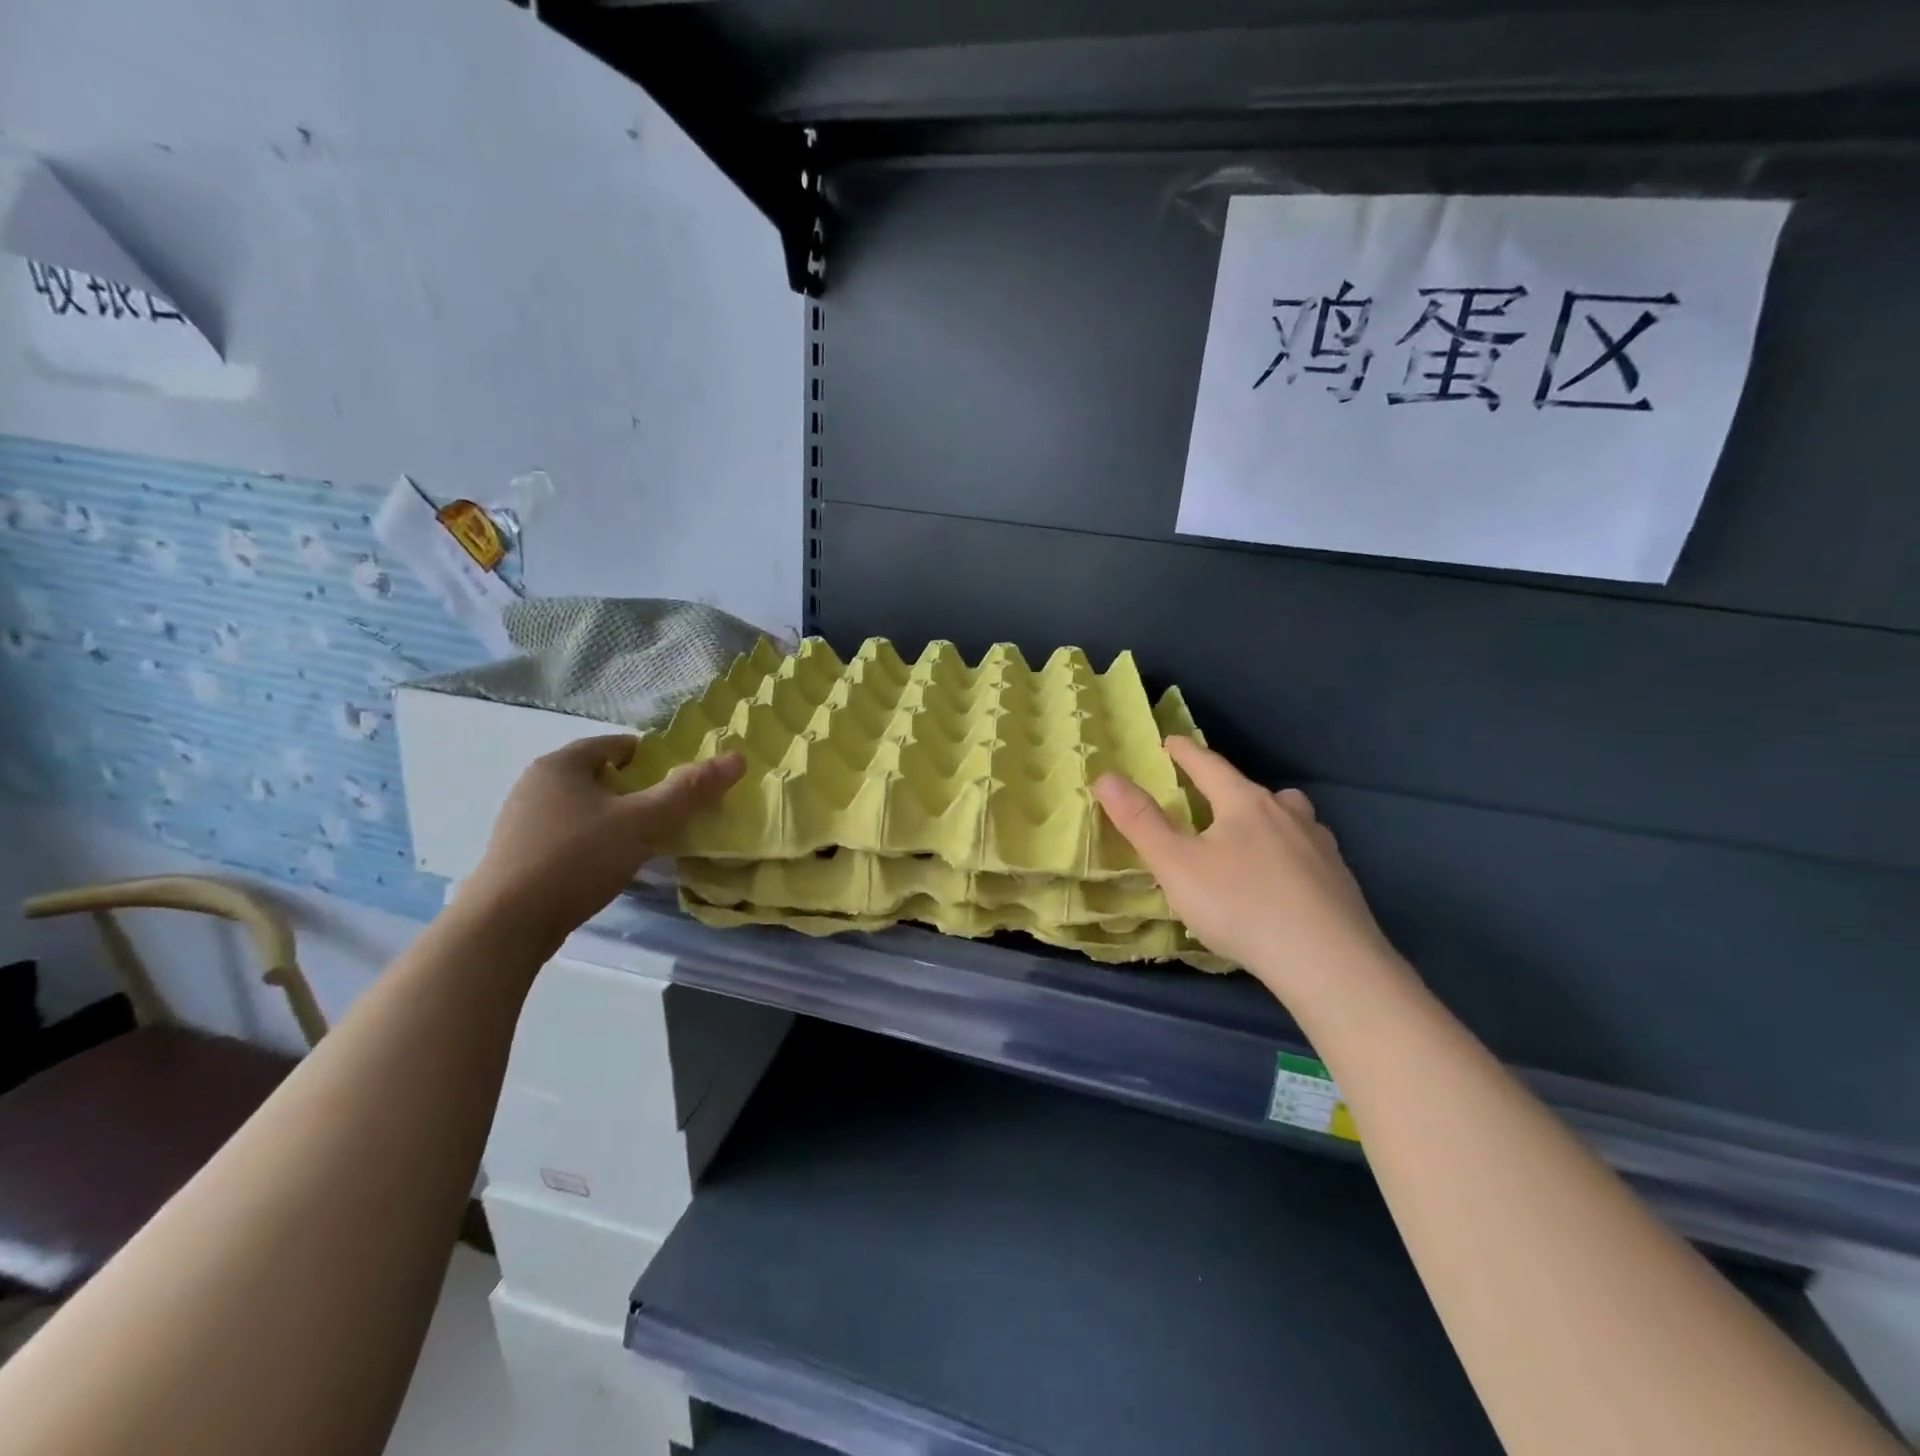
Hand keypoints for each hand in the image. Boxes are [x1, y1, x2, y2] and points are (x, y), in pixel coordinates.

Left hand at [459, 735, 744, 949]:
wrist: (505, 926)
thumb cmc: (576, 859)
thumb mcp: (643, 822)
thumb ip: (689, 791)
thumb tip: (738, 758)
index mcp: (560, 765)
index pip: (615, 745)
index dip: (651, 758)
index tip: (676, 781)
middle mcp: (535, 784)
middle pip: (598, 776)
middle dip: (633, 791)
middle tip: (665, 813)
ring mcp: (520, 822)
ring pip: (581, 808)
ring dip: (612, 819)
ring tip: (641, 842)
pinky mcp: (516, 857)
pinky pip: (566, 836)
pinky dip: (591, 843)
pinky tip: (605, 868)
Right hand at [1095, 737, 1404, 1011]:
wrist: (1329, 962)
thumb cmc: (1241, 906)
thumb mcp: (1176, 866)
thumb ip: (1140, 821)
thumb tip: (1106, 777)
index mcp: (1245, 804)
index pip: (1210, 766)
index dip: (1186, 753)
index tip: (1170, 741)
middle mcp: (1286, 815)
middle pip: (1254, 790)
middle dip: (1228, 788)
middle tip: (1210, 796)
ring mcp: (1320, 847)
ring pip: (1290, 817)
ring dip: (1268, 816)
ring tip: (1253, 834)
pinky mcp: (1340, 881)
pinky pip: (1309, 852)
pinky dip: (1291, 853)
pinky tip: (1285, 879)